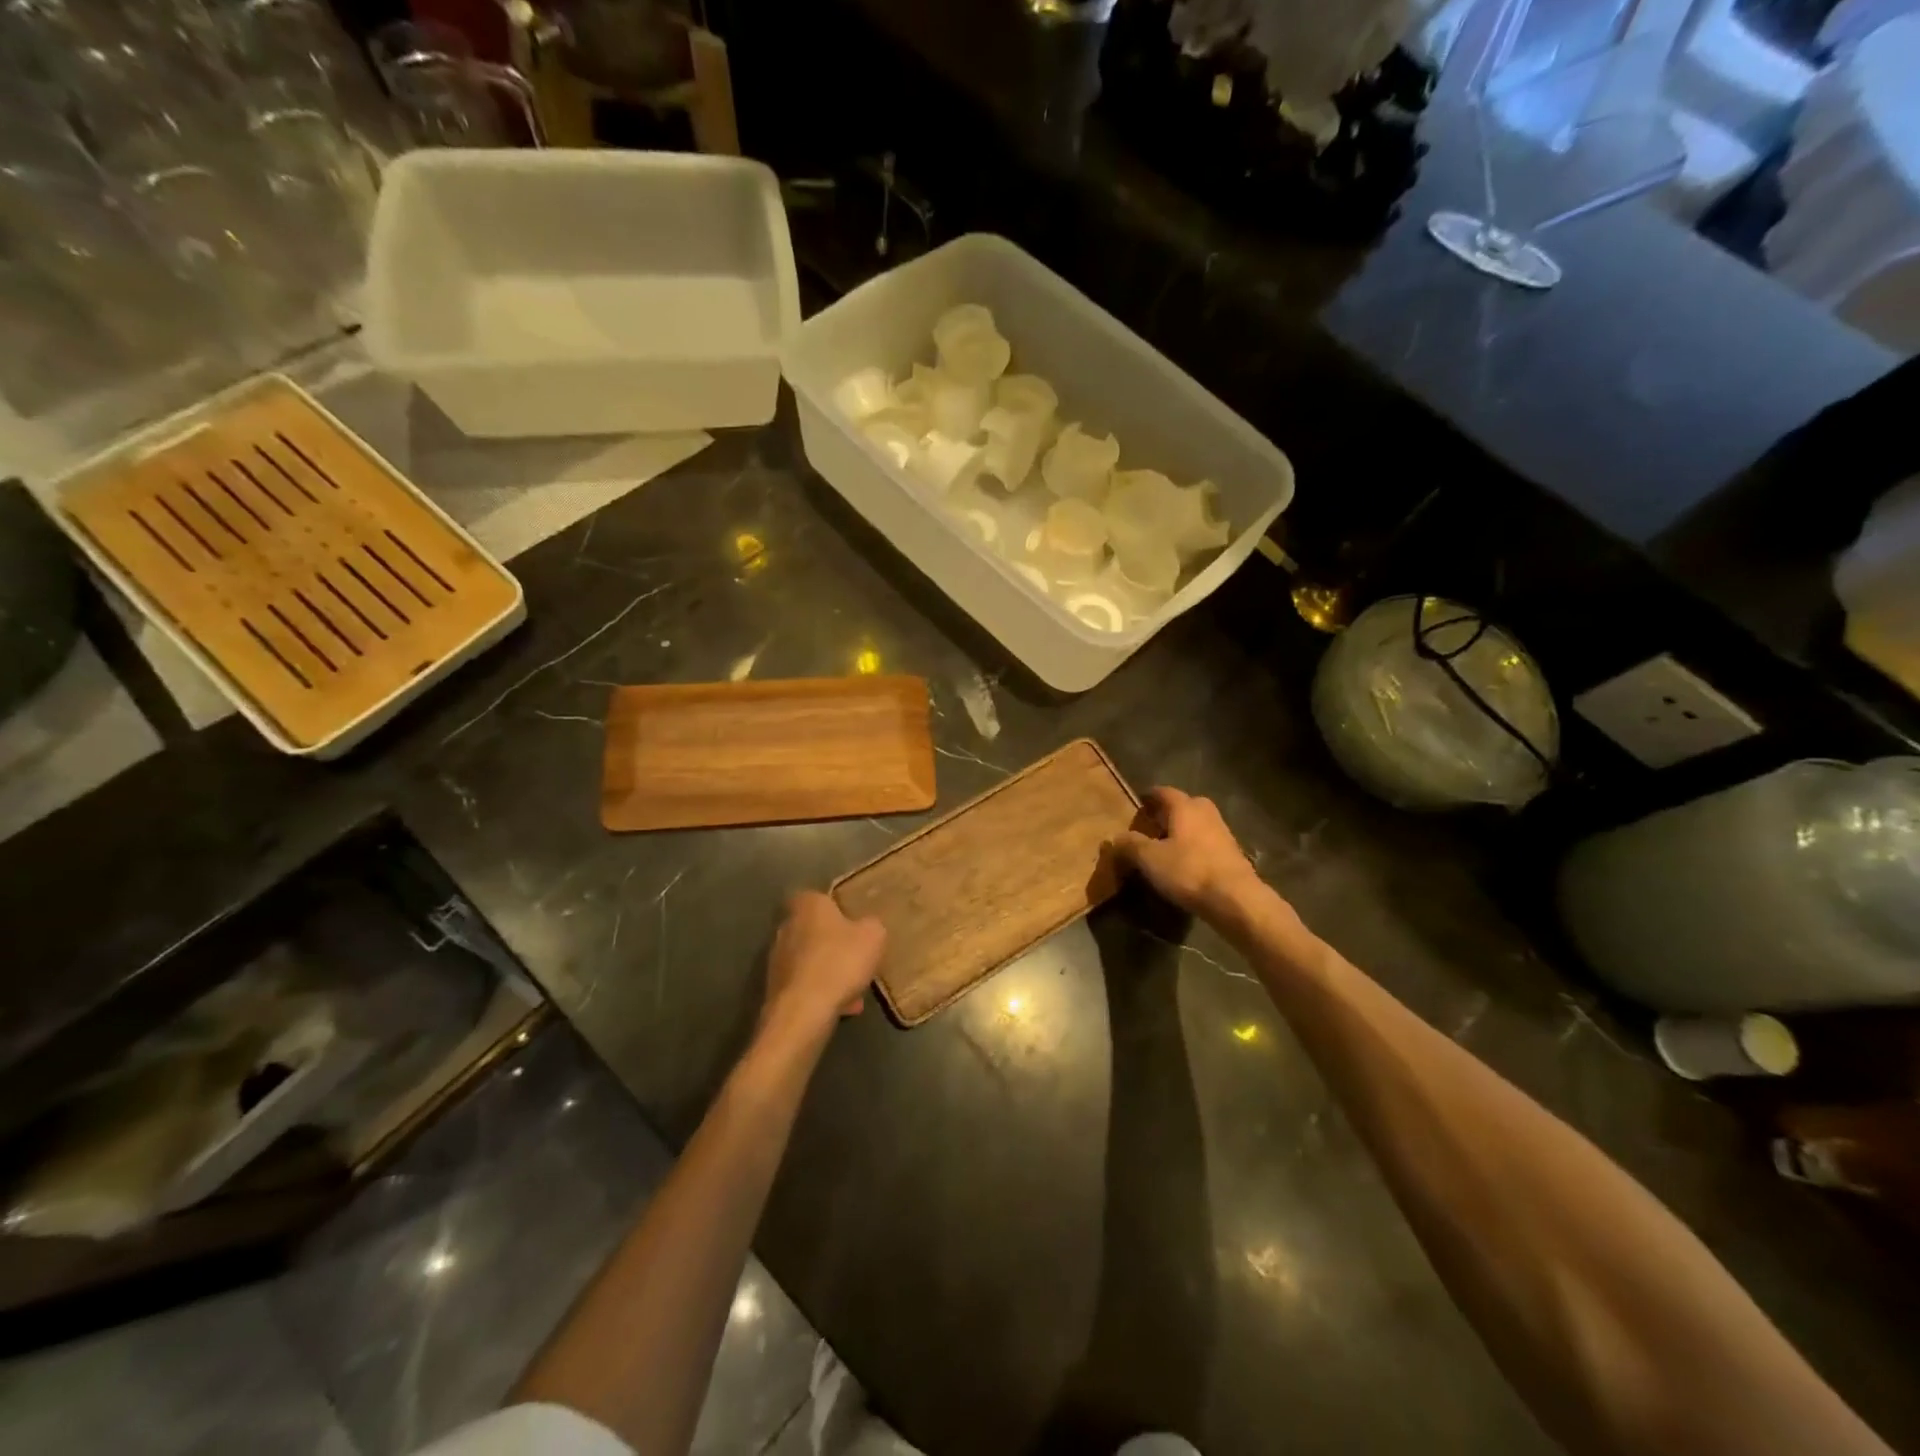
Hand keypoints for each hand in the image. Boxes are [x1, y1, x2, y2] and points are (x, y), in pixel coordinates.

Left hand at [762, 891, 885, 1040]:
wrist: (803, 1012)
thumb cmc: (840, 962)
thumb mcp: (873, 937)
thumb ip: (872, 925)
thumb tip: (867, 926)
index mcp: (807, 905)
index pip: (817, 896)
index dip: (836, 908)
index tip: (853, 922)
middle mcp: (786, 927)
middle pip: (814, 930)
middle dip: (834, 943)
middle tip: (857, 956)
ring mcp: (777, 959)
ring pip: (811, 960)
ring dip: (830, 971)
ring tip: (855, 988)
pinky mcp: (776, 988)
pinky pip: (806, 984)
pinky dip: (823, 992)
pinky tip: (844, 1007)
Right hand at [1109, 786, 1262, 920]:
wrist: (1236, 899)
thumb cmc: (1189, 871)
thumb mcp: (1150, 859)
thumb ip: (1131, 845)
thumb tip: (1116, 838)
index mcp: (1185, 806)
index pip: (1163, 792)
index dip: (1148, 798)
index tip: (1137, 805)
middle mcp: (1206, 812)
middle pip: (1183, 805)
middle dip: (1167, 813)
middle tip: (1150, 827)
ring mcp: (1222, 832)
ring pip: (1197, 824)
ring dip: (1182, 832)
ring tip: (1166, 848)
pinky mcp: (1232, 853)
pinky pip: (1206, 842)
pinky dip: (1194, 847)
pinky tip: (1185, 864)